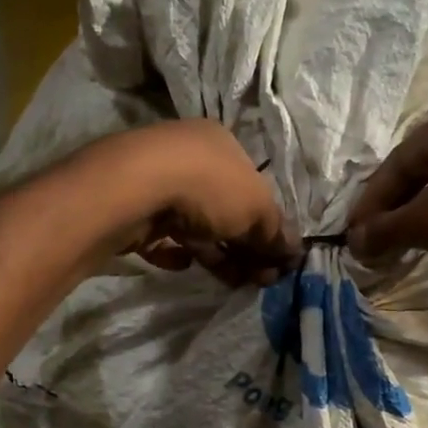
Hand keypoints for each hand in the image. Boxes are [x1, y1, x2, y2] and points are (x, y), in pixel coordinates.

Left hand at [92, 120, 300, 286]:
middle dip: (246, 247)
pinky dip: (174, 252)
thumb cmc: (208, 188)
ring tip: (235, 283)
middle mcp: (190, 156)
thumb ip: (276, 232)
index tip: (277, 260)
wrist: (135, 189)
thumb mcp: (257, 209)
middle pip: (226, 209)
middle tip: (261, 279)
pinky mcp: (134, 209)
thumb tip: (293, 252)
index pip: (253, 187)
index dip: (269, 226)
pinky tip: (184, 264)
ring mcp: (158, 181)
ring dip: (218, 255)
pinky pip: (160, 236)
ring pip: (196, 225)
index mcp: (222, 145)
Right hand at [347, 95, 427, 275]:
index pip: (397, 164)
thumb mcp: (425, 225)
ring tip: (410, 237)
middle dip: (398, 205)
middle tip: (379, 236)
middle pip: (424, 167)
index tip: (356, 233)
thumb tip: (354, 242)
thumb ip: (383, 230)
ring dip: (425, 207)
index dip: (371, 202)